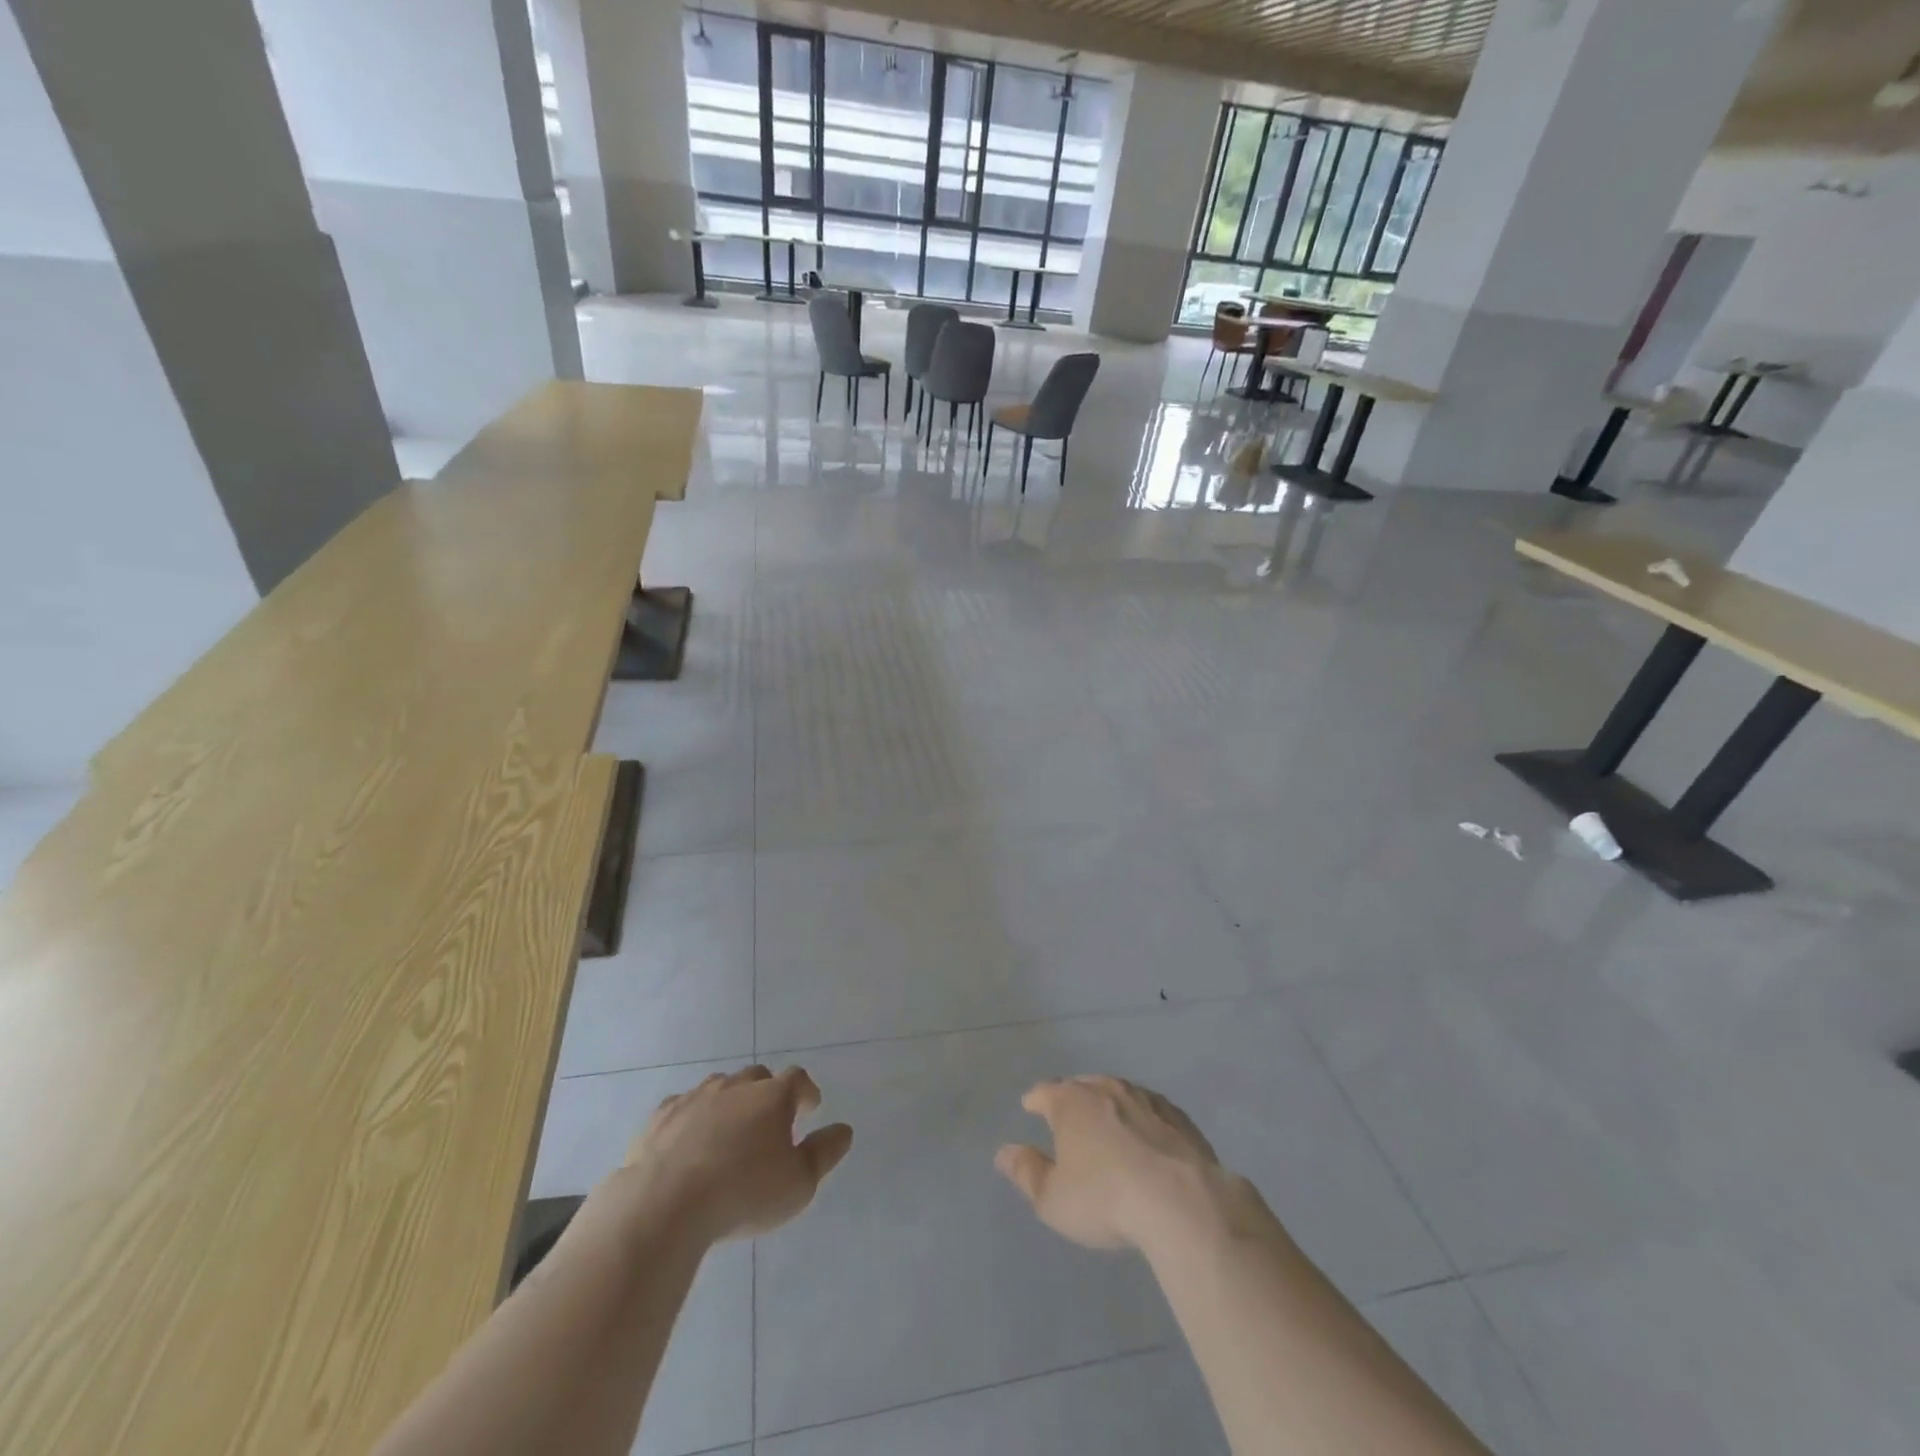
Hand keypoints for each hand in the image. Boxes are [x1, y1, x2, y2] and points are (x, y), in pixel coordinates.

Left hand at [617, 1065, 852, 1243]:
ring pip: (719, 1087)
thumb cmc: (743, 1193)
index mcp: (773, 1096)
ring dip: (729, 1102)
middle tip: (769, 1119)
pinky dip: (692, 1118)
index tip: (810, 1107)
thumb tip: (844, 1130)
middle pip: (757, 1077)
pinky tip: (689, 1140)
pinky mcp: (661, 1117)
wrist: (665, 1204)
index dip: (806, 1091)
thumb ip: (824, 1153)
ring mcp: (695, 1097)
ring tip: (729, 1130)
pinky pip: (683, 1107)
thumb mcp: (798, 1183)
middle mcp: (736, 1086)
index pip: (797, 1079)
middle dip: (767, 1093)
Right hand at [996, 1075, 1243, 1253]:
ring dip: (1110, 1106)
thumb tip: (1004, 1152)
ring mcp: (1145, 1098)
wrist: (1182, 1202)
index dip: (1035, 1100)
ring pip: (1119, 1093)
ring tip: (1107, 1125)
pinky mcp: (1179, 1117)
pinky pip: (1152, 1111)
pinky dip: (1143, 1120)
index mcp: (1071, 1102)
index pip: (1044, 1092)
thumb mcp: (1053, 1199)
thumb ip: (1026, 1173)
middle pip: (1082, 1086)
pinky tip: (1147, 1138)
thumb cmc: (1105, 1199)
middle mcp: (1106, 1089)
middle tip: (1068, 1118)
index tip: (1030, 1106)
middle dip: (1072, 1099)